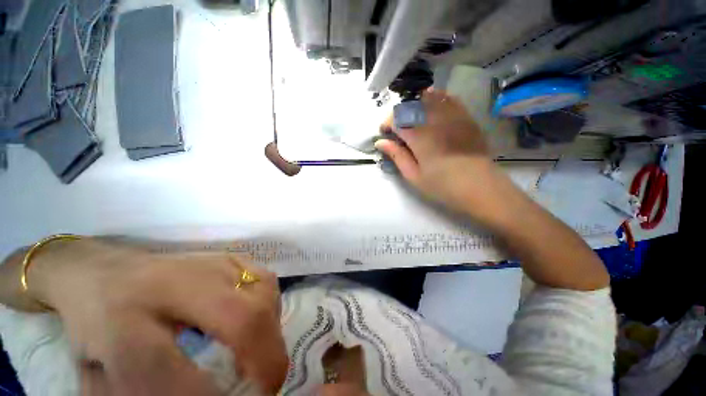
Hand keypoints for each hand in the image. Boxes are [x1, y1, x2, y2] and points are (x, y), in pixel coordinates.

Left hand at [28, 239, 287, 394]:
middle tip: (269, 385)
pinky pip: (266, 280)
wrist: (104, 273)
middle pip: (242, 318)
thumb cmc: (96, 327)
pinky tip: (259, 319)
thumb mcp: (96, 376)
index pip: (166, 370)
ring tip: (261, 352)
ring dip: (271, 329)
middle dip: (267, 357)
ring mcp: (208, 264)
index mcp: (122, 322)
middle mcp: (172, 285)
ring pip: (263, 294)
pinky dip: (271, 304)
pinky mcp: (229, 256)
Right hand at [375, 89, 509, 224]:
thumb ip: (396, 156)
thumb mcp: (414, 176)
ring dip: (415, 104)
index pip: (396, 119)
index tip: (384, 133)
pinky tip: (432, 106)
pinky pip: (449, 99)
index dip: (387, 123)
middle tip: (397, 127)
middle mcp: (434, 120)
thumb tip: (380, 142)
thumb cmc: (442, 186)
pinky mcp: (466, 118)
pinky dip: (436, 98)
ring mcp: (453, 116)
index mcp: (419, 136)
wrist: (480, 187)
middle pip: (411, 105)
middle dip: (399, 114)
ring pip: (429, 98)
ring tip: (412, 117)